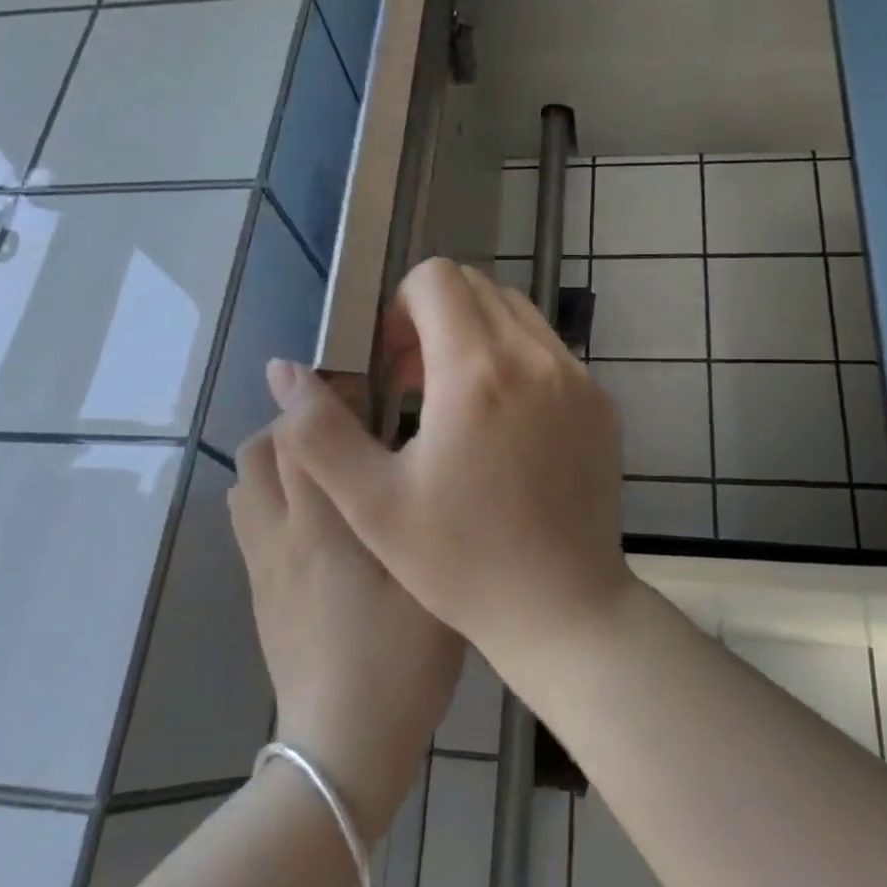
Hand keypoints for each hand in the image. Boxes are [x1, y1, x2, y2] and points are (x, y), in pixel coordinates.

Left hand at [228, 400, 462, 836]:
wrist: (342, 747)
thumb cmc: (400, 661)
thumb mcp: (428, 580)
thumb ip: (414, 513)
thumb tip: (409, 460)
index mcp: (323, 524)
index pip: (298, 433)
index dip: (321, 397)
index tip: (358, 385)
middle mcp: (280, 533)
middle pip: (259, 449)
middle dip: (295, 423)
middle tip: (349, 429)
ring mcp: (261, 565)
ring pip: (244, 483)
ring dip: (276, 458)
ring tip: (329, 467)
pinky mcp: (257, 593)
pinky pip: (248, 520)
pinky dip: (270, 496)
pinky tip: (316, 518)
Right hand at [265, 259, 634, 664]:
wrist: (564, 608)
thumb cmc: (461, 561)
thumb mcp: (372, 502)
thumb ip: (319, 429)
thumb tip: (284, 369)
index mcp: (476, 371)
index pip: (437, 278)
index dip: (401, 307)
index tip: (392, 365)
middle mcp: (536, 357)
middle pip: (478, 288)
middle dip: (436, 318)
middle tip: (416, 384)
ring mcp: (578, 378)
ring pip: (518, 314)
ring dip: (477, 336)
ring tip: (457, 403)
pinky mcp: (602, 404)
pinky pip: (550, 351)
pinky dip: (517, 361)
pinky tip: (504, 426)